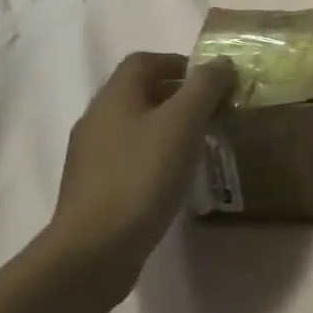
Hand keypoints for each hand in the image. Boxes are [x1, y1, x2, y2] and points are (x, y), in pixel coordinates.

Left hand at [45, 52, 235, 301]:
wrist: (94, 251)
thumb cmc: (143, 175)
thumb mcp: (184, 122)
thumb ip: (205, 86)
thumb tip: (221, 63)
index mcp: (114, 97)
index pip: (144, 61)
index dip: (178, 62)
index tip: (210, 80)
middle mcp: (97, 120)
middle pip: (139, 92)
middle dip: (178, 95)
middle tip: (212, 112)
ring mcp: (91, 157)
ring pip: (135, 126)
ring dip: (168, 127)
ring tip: (199, 145)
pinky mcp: (94, 190)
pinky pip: (129, 158)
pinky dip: (155, 156)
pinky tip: (173, 178)